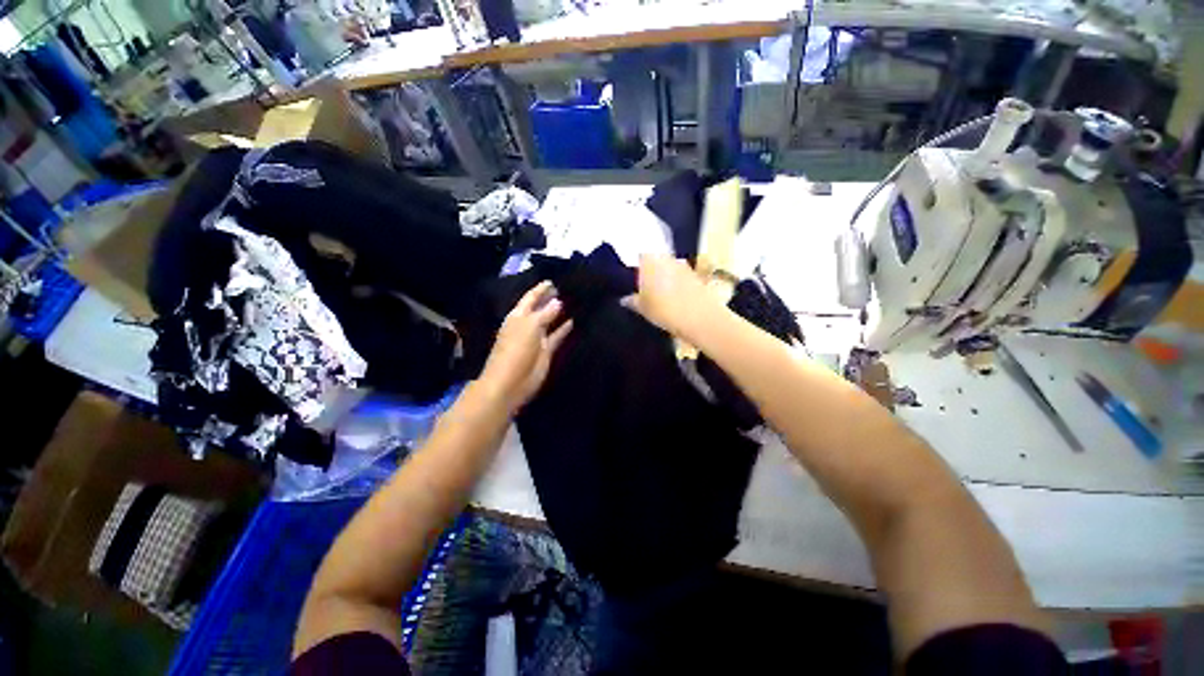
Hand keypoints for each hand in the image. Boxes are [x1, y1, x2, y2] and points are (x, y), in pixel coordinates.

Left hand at [480, 281, 573, 412]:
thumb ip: (545, 313)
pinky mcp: (546, 350)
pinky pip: (556, 336)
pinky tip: (574, 321)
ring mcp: (537, 338)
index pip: (530, 298)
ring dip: (559, 313)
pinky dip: (564, 329)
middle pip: (540, 308)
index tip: (553, 280)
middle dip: (550, 299)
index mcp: (518, 316)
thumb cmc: (516, 349)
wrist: (511, 381)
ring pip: (550, 322)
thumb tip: (558, 301)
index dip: (540, 289)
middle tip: (566, 288)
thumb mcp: (530, 325)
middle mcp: (527, 324)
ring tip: (574, 301)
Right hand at [626, 255, 724, 341]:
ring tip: (658, 293)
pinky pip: (680, 275)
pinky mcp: (696, 275)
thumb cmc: (664, 310)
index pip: (638, 254)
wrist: (700, 318)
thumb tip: (624, 299)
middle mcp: (667, 257)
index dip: (635, 264)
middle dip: (649, 270)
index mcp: (650, 259)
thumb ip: (632, 300)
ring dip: (663, 276)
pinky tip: (672, 297)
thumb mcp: (642, 308)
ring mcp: (683, 265)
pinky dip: (675, 283)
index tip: (630, 276)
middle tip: (642, 286)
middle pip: (654, 259)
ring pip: (668, 267)